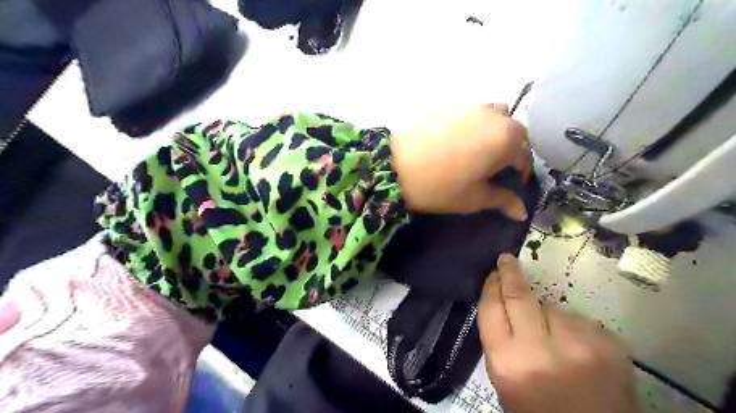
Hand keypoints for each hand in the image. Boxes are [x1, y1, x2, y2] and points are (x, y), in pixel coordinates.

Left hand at [390, 103, 529, 218]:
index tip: (511, 184)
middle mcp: (493, 115)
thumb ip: (502, 200)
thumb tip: (522, 211)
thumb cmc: (441, 187)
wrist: (394, 167)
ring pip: (492, 115)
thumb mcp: (474, 198)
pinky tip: (451, 140)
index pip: (524, 156)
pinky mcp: (445, 102)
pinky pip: (467, 112)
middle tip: (494, 166)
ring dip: (493, 130)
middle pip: (513, 131)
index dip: (520, 173)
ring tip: (475, 149)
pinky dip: (469, 124)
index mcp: (506, 139)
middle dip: (510, 148)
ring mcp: (468, 105)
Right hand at [478, 252, 637, 412]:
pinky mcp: (607, 345)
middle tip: (506, 260)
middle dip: (510, 274)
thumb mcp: (505, 381)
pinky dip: (573, 328)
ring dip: (548, 314)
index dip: (491, 286)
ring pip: (553, 308)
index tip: (493, 272)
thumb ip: (500, 341)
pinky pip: (579, 321)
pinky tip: (576, 349)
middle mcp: (539, 349)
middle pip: (520, 296)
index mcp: (507, 362)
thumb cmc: (538, 411)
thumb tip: (502, 304)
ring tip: (553, 339)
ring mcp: (577, 345)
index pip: (492, 309)